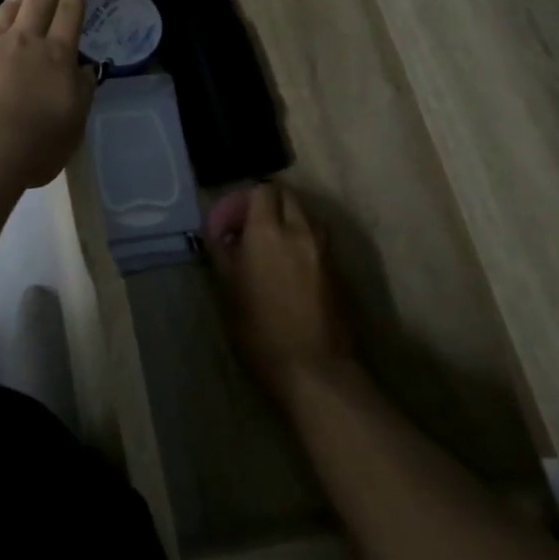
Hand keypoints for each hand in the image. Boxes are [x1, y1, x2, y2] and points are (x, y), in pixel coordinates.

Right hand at [207, 181, 355, 404]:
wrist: (313, 369)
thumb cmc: (259, 331)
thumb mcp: (227, 291)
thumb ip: (223, 253)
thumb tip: (221, 233)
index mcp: (268, 232)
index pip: (261, 190)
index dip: (244, 199)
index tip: (230, 220)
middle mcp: (300, 231)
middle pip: (287, 196)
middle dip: (268, 204)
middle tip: (250, 228)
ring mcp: (324, 250)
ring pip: (306, 216)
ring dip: (288, 220)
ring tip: (271, 246)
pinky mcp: (338, 269)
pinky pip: (317, 239)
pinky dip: (302, 239)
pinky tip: (289, 266)